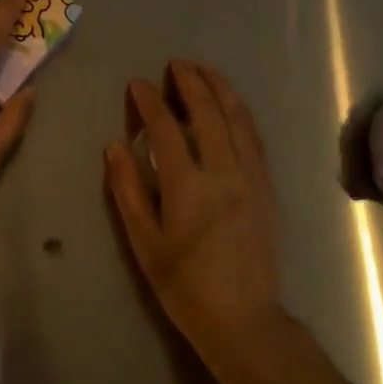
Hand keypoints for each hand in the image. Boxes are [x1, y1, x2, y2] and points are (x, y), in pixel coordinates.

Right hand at [104, 60, 287, 362]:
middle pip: (208, 113)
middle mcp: (223, 172)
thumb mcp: (144, 243)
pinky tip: (232, 106)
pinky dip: (241, 114)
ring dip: (221, 89)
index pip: (166, 128)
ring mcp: (251, 177)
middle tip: (176, 64)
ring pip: (238, 119)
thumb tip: (115, 145)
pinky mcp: (267, 187)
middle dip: (191, 82)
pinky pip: (255, 139)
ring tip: (205, 71)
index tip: (138, 83)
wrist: (243, 319)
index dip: (150, 101)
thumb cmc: (184, 286)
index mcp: (188, 186)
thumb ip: (128, 190)